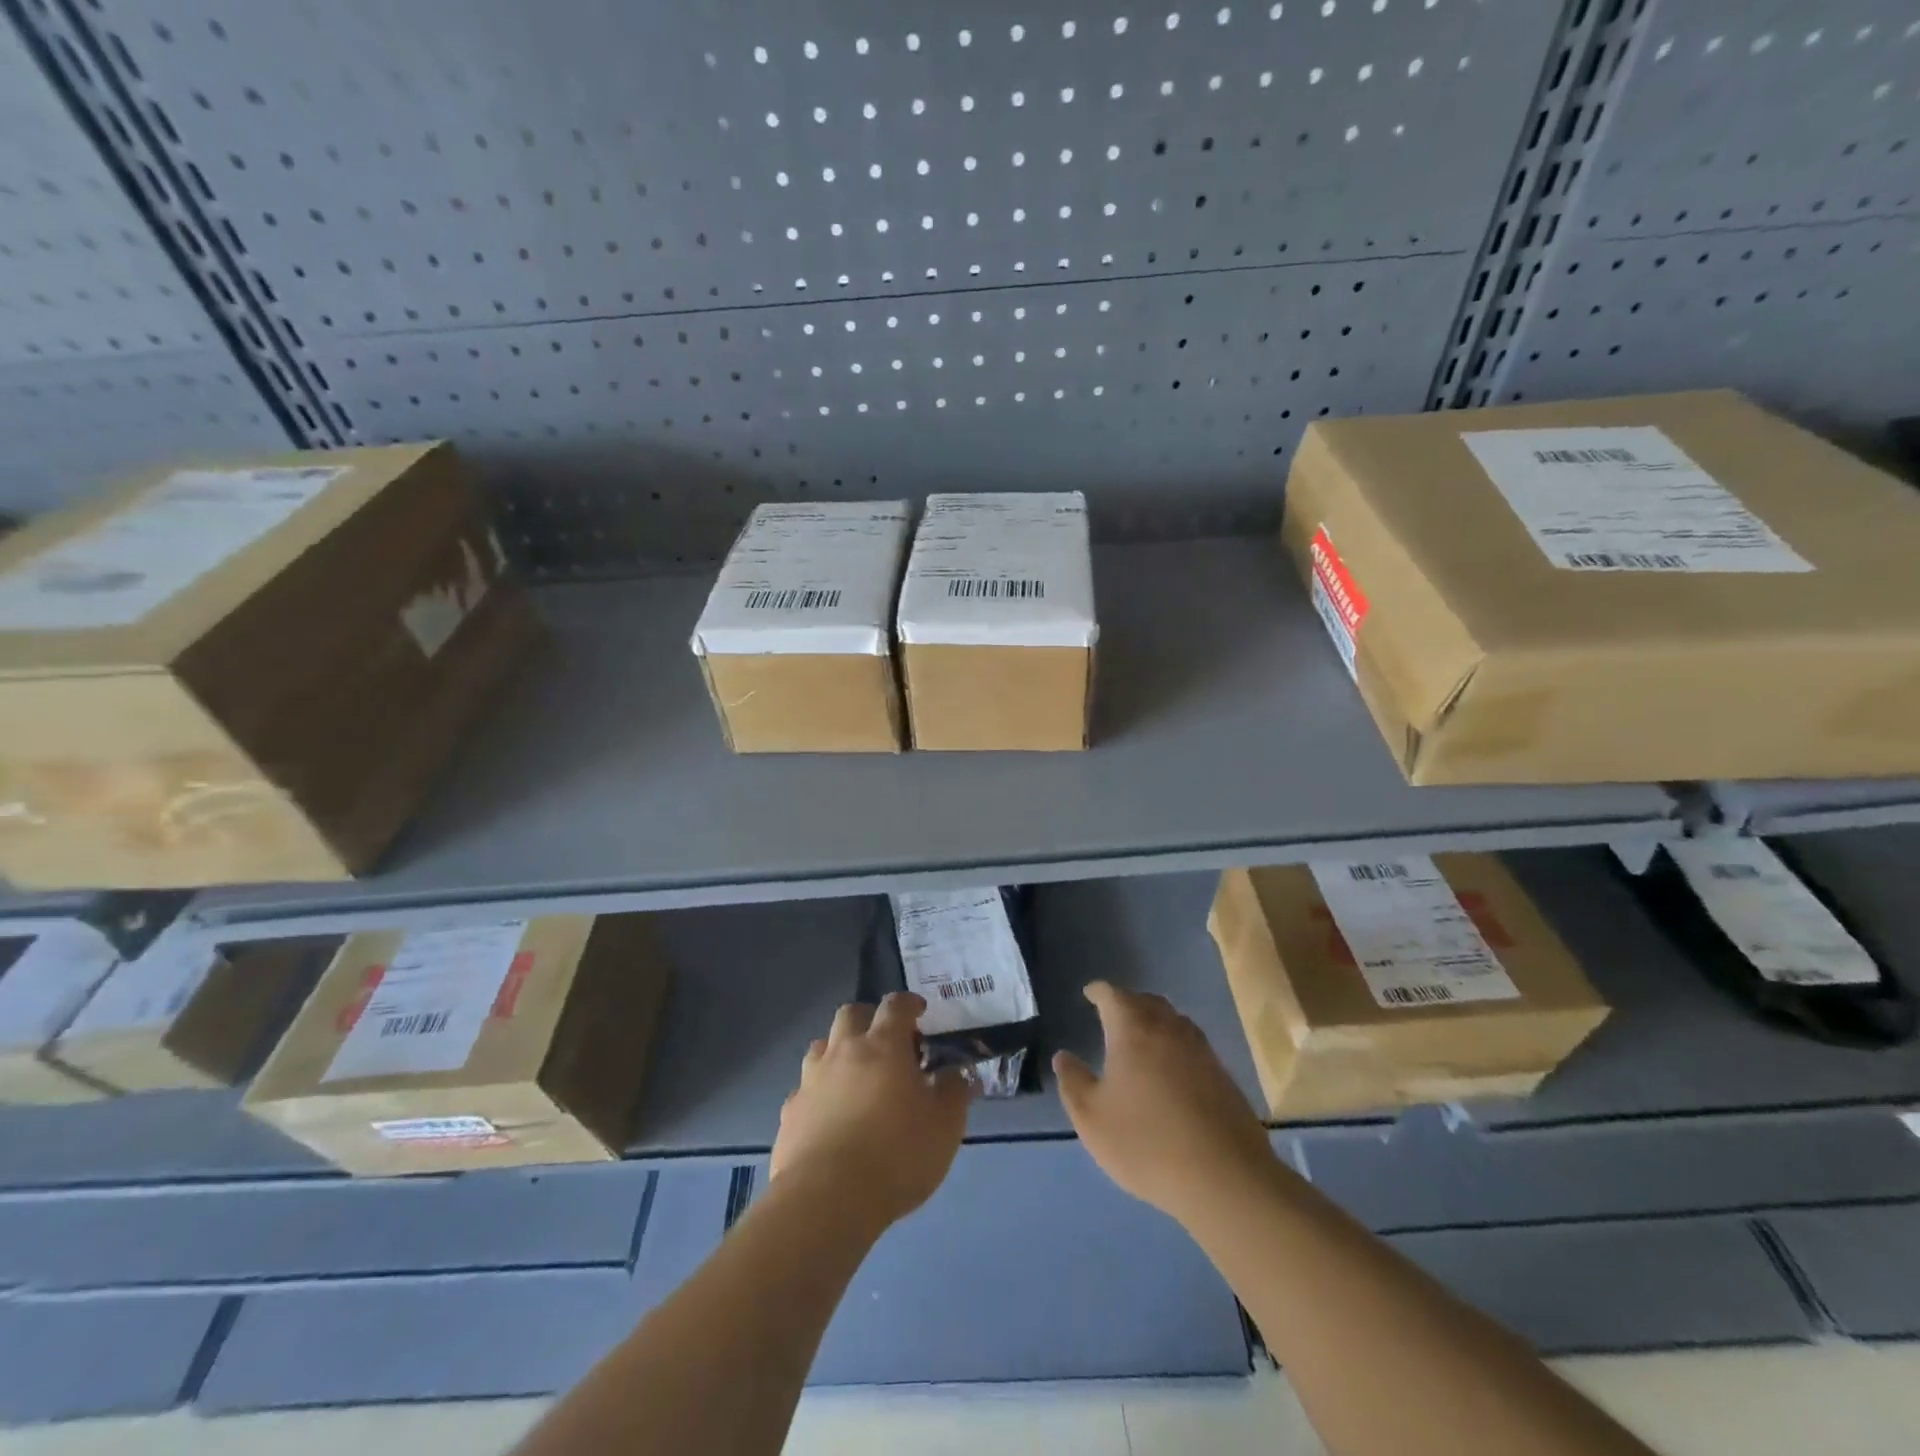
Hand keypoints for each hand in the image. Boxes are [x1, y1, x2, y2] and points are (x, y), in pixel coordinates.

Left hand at [772, 993, 970, 1229]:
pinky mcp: (790, 1112)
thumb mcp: (945, 1125)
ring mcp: (811, 1080)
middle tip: (885, 1041)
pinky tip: (830, 1115)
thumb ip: (954, 1092)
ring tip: (855, 1077)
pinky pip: (805, 1089)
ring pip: (822, 1046)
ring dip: (839, 1051)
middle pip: (850, 1014)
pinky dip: (819, 1092)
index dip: (908, 1004)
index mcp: (883, 1045)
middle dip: (868, 1018)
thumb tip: (957, 1073)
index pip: (895, 1006)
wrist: (827, 1198)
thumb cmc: (896, 1154)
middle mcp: (843, 1051)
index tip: (919, 1012)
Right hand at [1054, 981, 1276, 1225]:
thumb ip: (1073, 1083)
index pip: (1113, 995)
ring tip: (1142, 1037)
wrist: (1225, 1177)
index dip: (1099, 992)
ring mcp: (1200, 1051)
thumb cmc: (1146, 1143)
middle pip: (1147, 1001)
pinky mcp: (1223, 1075)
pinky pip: (1192, 1045)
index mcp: (1132, 1030)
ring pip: (1173, 1021)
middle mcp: (1168, 1029)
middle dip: (1128, 1002)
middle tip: (1113, 1014)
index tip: (1089, 993)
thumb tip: (1063, 1056)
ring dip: (1155, 1021)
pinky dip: (1175, 1045)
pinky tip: (1171, 1069)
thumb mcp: (1092, 1119)